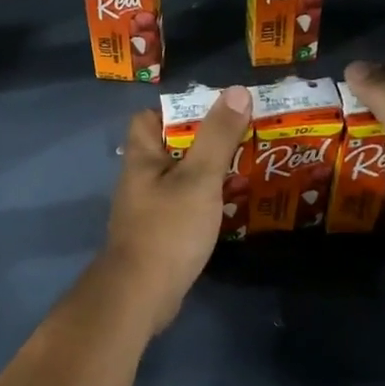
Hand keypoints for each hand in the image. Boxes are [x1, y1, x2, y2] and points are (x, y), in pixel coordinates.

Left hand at [101, 85, 252, 331]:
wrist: (141, 294)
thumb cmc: (168, 229)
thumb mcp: (199, 178)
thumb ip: (217, 136)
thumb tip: (235, 91)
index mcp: (142, 158)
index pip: (147, 118)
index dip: (177, 111)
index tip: (214, 113)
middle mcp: (139, 180)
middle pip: (168, 148)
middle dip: (203, 142)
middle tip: (243, 139)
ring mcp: (147, 210)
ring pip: (179, 180)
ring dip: (207, 174)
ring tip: (245, 169)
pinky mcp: (157, 235)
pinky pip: (182, 207)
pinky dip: (204, 203)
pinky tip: (229, 207)